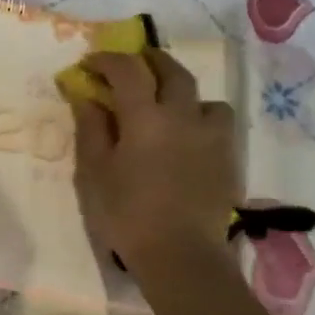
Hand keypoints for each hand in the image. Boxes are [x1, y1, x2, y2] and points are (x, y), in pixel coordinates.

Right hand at [72, 50, 238, 270]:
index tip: (91, 63)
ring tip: (171, 105)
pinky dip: (202, 119)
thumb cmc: (127, 214)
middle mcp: (183, 115)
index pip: (127, 70)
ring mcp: (211, 136)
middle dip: (151, 60)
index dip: (107, 60)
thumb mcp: (95, 173)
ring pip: (203, 97)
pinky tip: (191, 138)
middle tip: (135, 62)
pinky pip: (218, 124)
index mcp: (145, 117)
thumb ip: (91, 129)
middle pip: (172, 71)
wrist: (181, 255)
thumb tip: (87, 97)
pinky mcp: (228, 158)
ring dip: (183, 92)